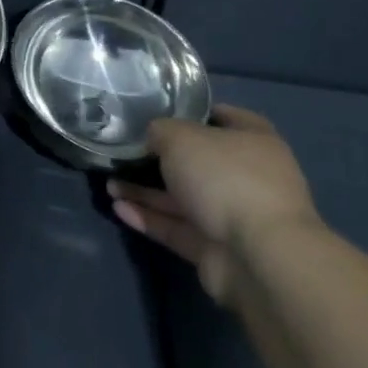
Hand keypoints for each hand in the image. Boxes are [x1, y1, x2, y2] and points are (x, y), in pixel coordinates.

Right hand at [107, 105, 319, 307]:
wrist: (257, 256)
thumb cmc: (224, 177)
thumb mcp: (180, 137)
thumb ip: (160, 131)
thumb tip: (153, 138)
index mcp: (253, 141)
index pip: (224, 117)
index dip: (192, 112)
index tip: (158, 112)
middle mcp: (247, 176)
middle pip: (198, 161)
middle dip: (160, 158)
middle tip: (125, 152)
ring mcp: (233, 215)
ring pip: (182, 197)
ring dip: (146, 191)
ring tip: (109, 183)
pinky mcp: (216, 248)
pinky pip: (177, 227)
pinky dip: (149, 217)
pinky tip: (118, 208)